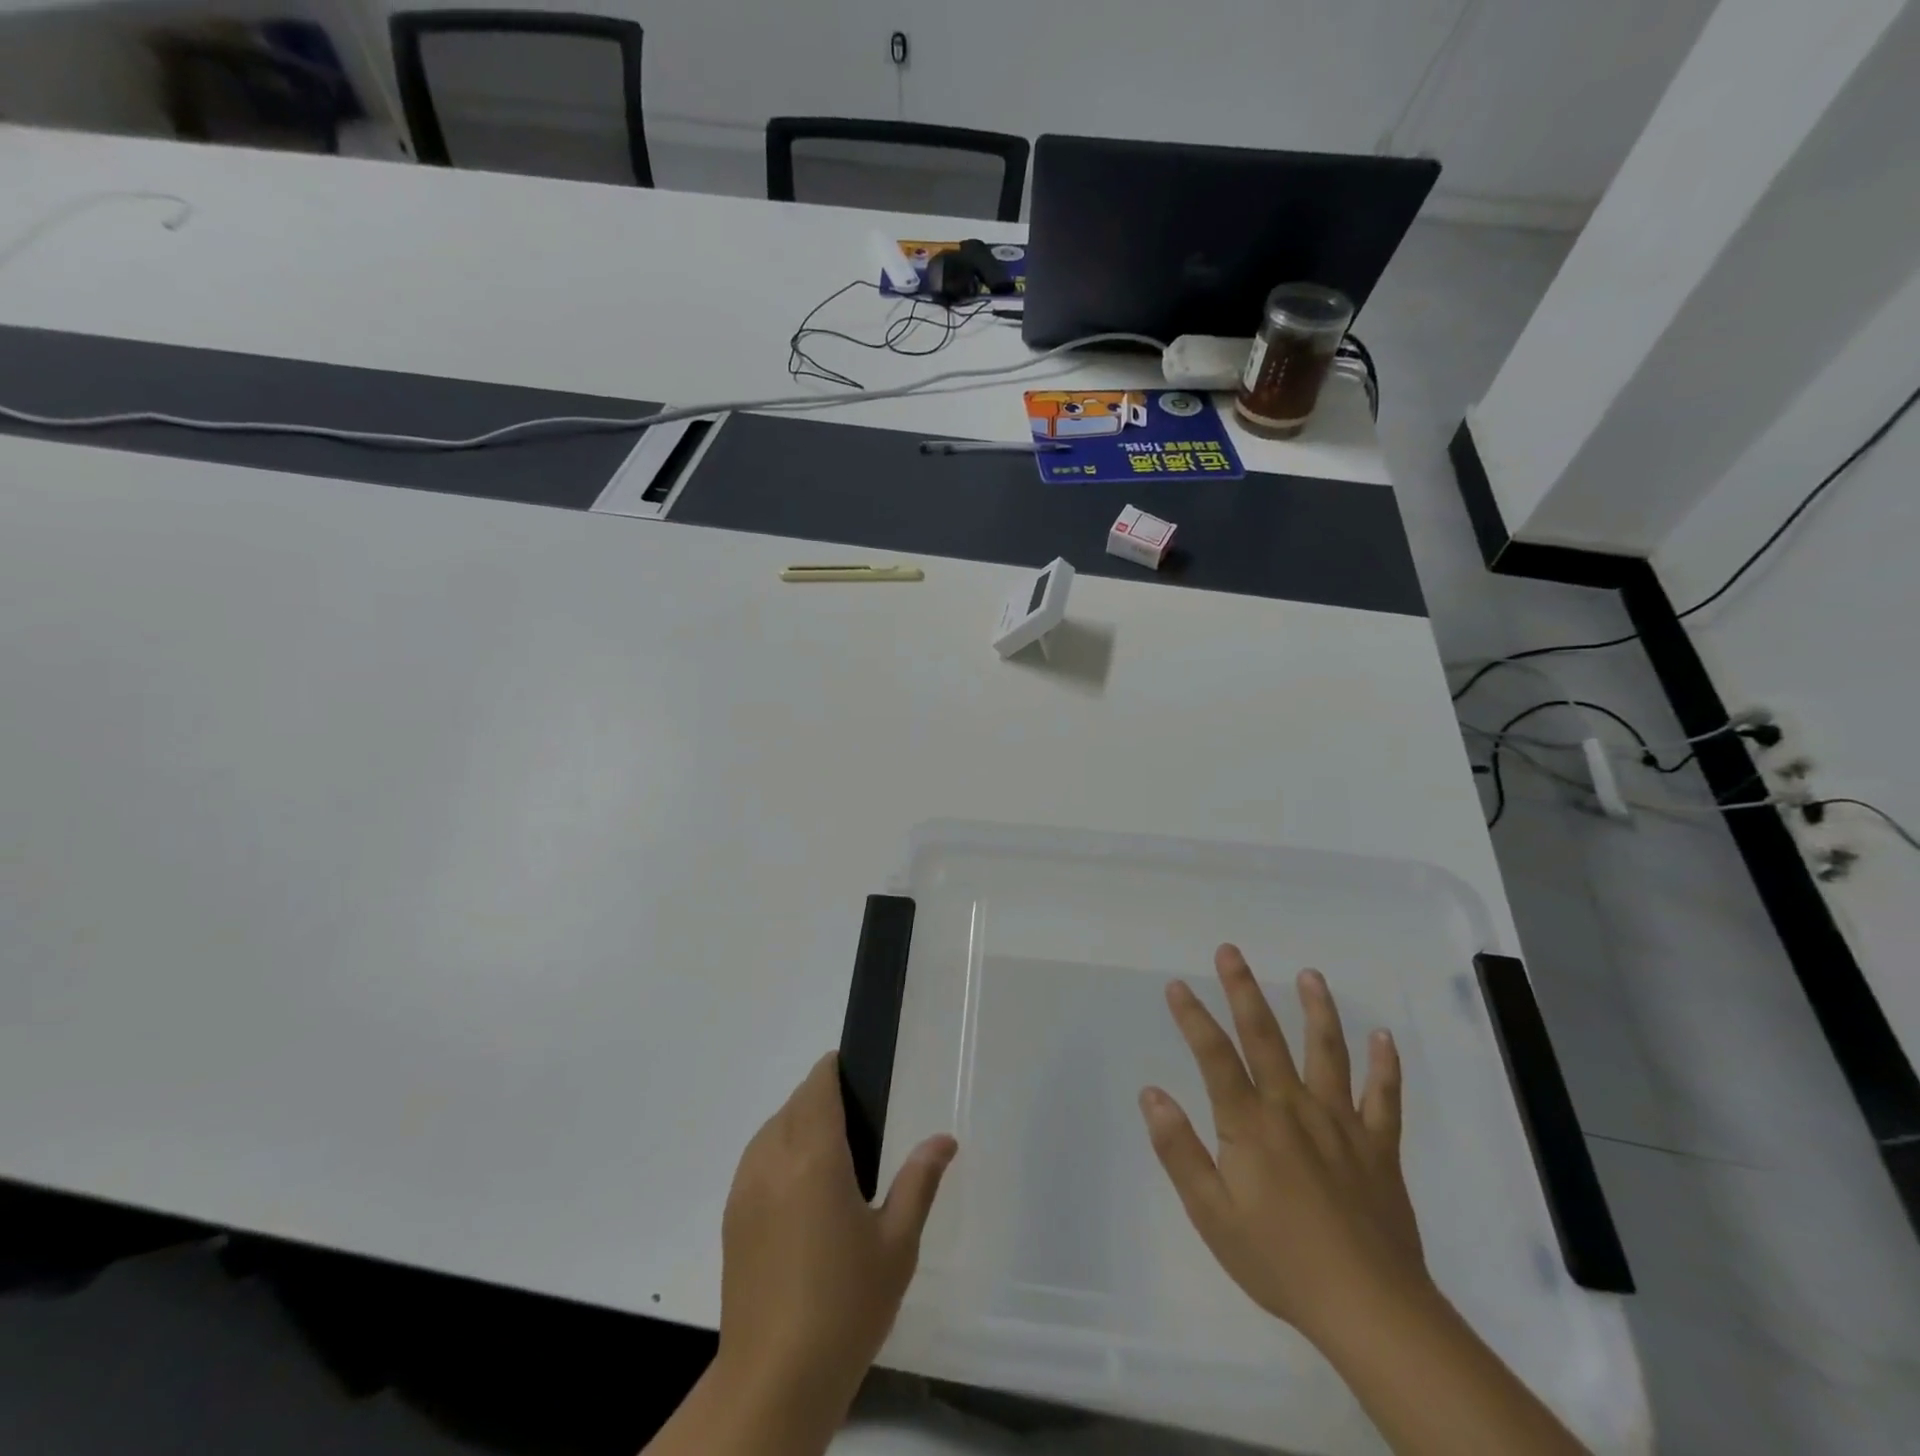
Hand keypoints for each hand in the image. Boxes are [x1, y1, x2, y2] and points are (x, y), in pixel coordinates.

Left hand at [717, 1052, 956, 1420]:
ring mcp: (745, 1188)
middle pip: (794, 1103)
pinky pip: (755, 1160)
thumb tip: (944, 1139)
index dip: (834, 1070)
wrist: (774, 1380)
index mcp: (813, 1155)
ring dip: (797, 1124)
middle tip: (858, 1124)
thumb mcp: (897, 1244)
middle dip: (821, 1098)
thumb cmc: (845, 1305)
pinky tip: (801, 1192)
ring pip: (771, 1129)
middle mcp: (772, 1159)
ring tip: (831, 1156)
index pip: (817, 1085)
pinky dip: (777, 1153)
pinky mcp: (732, 1218)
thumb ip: (919, 1181)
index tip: (857, 1075)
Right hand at [1139, 945, 1428, 1350]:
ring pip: (1327, 1053)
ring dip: (1316, 1010)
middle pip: (1265, 1037)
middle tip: (1230, 951)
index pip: (1214, 1056)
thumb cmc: (1279, 1261)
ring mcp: (1341, 1124)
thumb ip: (1179, 1150)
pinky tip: (1384, 1037)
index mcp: (1250, 1124)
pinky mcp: (1379, 1147)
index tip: (1177, 984)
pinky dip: (1385, 1066)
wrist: (1370, 1310)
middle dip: (1243, 990)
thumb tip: (1152, 1094)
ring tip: (1309, 975)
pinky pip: (1385, 1098)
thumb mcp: (1211, 1215)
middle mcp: (1293, 1108)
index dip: (1193, 1017)